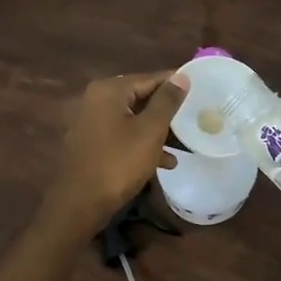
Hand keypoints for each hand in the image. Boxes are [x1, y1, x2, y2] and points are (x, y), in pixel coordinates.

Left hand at [40, 71, 189, 234]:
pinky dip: (142, 143)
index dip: (176, 84)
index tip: (200, 89)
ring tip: (185, 143)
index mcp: (109, 90)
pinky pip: (123, 135)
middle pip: (141, 97)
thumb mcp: (150, 131)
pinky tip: (165, 162)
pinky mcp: (92, 143)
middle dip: (168, 110)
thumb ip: (167, 101)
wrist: (80, 204)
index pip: (150, 78)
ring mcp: (91, 122)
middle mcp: (96, 100)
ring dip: (158, 130)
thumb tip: (181, 76)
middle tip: (194, 116)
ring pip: (134, 119)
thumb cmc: (119, 163)